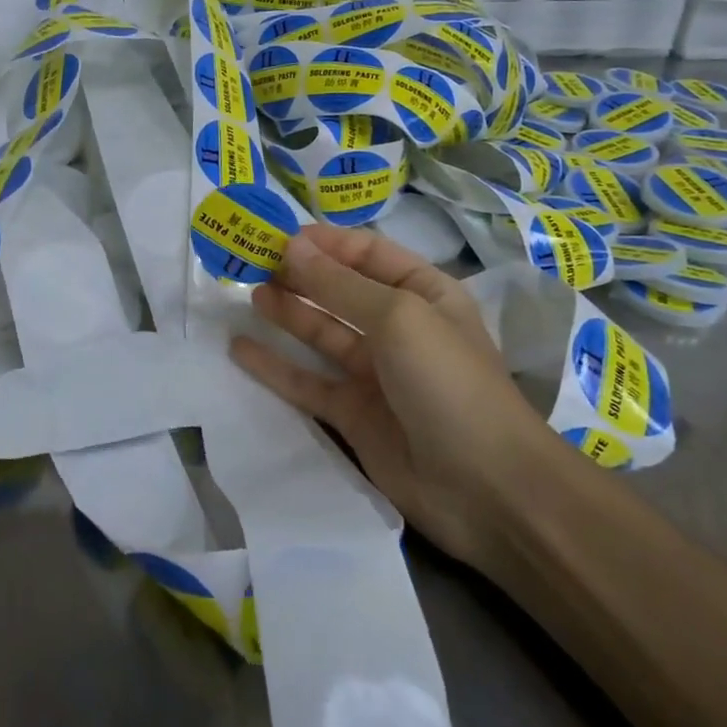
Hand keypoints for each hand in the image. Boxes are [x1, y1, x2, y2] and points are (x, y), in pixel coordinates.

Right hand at [229, 224, 558, 577]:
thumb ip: (339, 284)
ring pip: (321, 333)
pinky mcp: (353, 414)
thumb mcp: (398, 318)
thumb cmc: (448, 382)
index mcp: (422, 293)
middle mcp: (398, 327)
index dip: (325, 243)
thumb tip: (291, 246)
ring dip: (287, 312)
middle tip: (251, 263)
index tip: (277, 237)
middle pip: (340, 290)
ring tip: (248, 295)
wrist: (486, 489)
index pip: (367, 253)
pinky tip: (240, 349)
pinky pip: (308, 382)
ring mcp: (374, 373)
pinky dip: (275, 366)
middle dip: (300, 274)